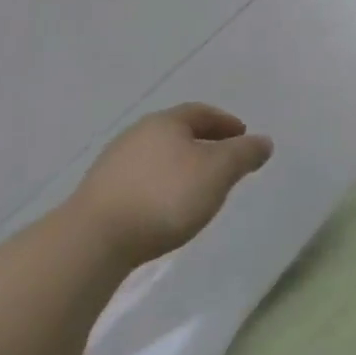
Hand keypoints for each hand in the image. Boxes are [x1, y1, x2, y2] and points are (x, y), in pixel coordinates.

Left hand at [67, 105, 272, 266]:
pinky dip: (159, 186)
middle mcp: (137, 134)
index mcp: (166, 122)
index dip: (225, 123)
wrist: (92, 241)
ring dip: (179, 166)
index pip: (201, 112)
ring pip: (157, 157)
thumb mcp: (218, 172)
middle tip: (222, 161)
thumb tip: (263, 142)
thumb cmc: (164, 196)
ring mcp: (113, 164)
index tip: (242, 135)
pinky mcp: (98, 195)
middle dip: (202, 143)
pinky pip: (140, 180)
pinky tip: (164, 208)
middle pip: (177, 133)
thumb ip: (244, 154)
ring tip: (196, 188)